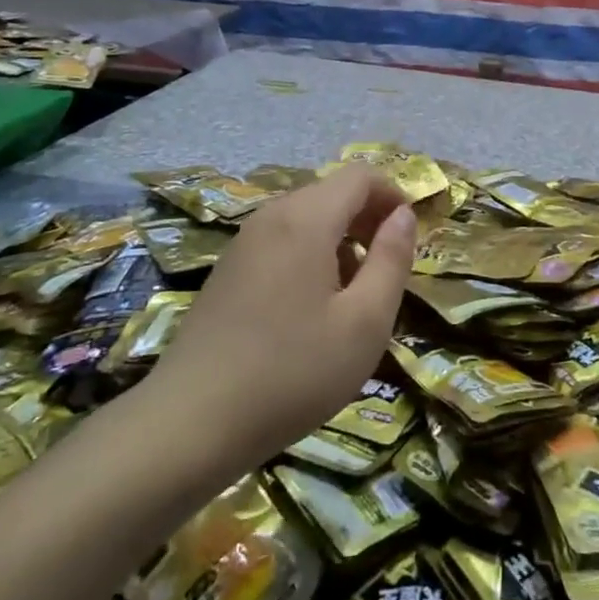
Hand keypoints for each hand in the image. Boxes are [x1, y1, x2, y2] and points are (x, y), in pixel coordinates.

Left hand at [144, 165, 415, 471]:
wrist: (190, 424)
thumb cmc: (292, 372)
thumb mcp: (365, 322)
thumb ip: (391, 260)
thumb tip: (404, 215)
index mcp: (306, 219)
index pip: (360, 175)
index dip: (393, 195)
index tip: (408, 238)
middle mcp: (272, 216)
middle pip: (332, 192)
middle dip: (368, 218)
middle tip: (385, 270)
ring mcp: (244, 242)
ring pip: (307, 217)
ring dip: (340, 239)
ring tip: (351, 294)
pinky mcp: (228, 269)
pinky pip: (282, 239)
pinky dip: (310, 254)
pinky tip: (310, 308)